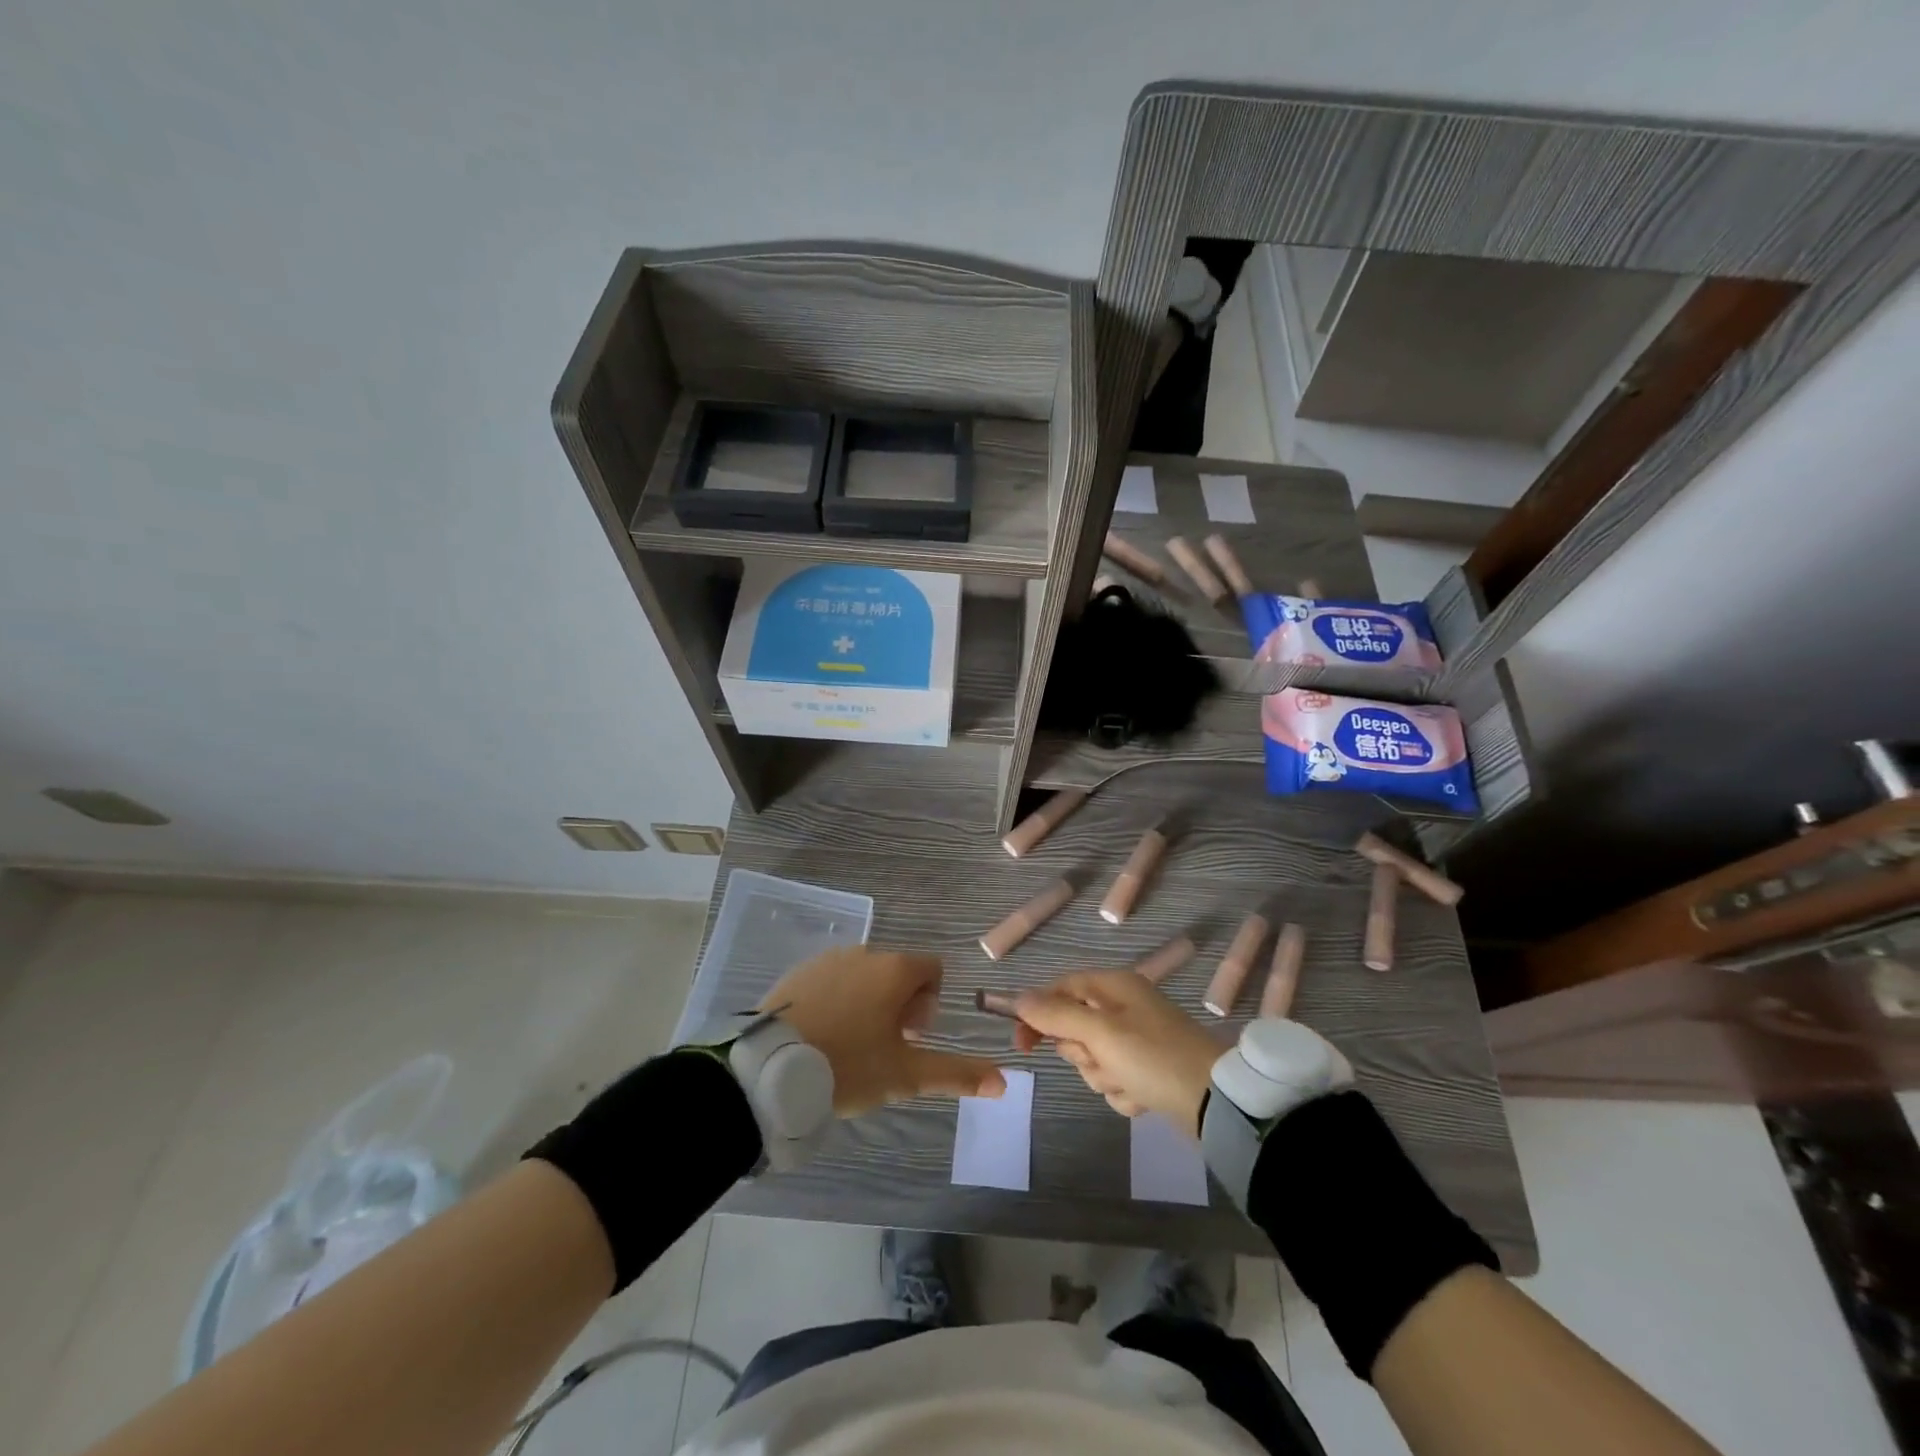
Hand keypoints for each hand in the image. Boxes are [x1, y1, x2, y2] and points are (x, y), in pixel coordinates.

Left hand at [763, 947, 1006, 1115]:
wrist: (771, 1068)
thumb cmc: (848, 1065)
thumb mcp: (905, 1075)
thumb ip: (956, 1074)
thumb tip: (1004, 1082)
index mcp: (895, 969)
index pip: (932, 970)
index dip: (930, 1004)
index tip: (910, 1037)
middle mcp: (865, 952)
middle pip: (898, 972)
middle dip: (900, 1005)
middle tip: (881, 1047)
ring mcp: (828, 959)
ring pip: (864, 976)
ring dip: (868, 1001)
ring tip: (849, 1045)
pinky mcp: (799, 972)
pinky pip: (832, 980)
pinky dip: (837, 1000)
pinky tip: (822, 1035)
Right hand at [1013, 970, 1220, 1134]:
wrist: (1217, 1102)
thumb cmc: (1154, 1057)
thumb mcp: (1100, 1033)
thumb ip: (1056, 1015)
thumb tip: (1019, 998)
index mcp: (1113, 987)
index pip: (1060, 990)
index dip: (1037, 1014)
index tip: (1022, 1044)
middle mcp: (1124, 1007)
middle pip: (1074, 1029)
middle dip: (1083, 1054)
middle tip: (1103, 1060)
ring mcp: (1137, 1039)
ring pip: (1093, 1060)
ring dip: (1105, 1077)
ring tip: (1130, 1083)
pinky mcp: (1148, 1069)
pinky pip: (1115, 1079)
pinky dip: (1124, 1092)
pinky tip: (1143, 1097)